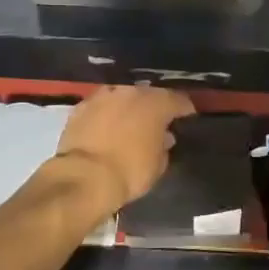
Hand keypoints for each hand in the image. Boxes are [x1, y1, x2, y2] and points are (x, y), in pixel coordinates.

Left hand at [53, 85, 196, 213]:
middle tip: (155, 121)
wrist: (85, 178)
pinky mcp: (81, 106)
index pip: (178, 100)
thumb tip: (164, 137)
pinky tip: (105, 126)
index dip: (184, 109)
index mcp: (156, 103)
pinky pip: (101, 106)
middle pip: (148, 94)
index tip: (187, 117)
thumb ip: (164, 146)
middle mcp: (131, 91)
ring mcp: (104, 96)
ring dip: (128, 107)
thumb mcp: (158, 164)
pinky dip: (106, 114)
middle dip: (153, 106)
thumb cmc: (129, 172)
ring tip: (129, 122)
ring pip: (122, 96)